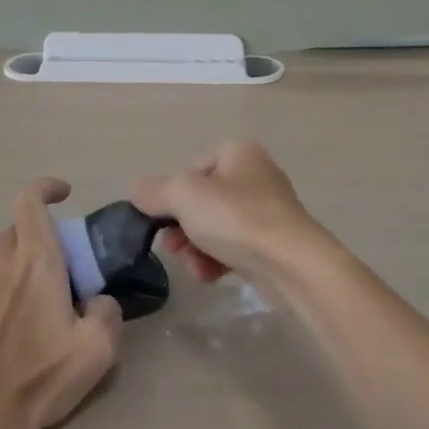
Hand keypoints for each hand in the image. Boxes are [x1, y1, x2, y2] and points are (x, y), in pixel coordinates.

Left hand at [0, 178, 123, 428]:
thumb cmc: (38, 378)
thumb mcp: (97, 349)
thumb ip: (108, 313)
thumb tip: (100, 301)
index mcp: (34, 260)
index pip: (30, 201)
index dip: (47, 188)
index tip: (66, 195)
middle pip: (14, 227)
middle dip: (37, 232)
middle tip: (59, 259)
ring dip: (11, 254)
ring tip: (29, 280)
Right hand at [130, 140, 333, 283]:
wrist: (292, 263)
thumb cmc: (236, 217)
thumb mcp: (183, 196)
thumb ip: (154, 191)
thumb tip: (136, 189)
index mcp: (238, 152)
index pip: (190, 171)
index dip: (171, 197)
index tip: (160, 221)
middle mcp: (255, 175)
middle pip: (201, 202)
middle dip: (182, 228)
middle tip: (173, 247)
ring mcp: (267, 210)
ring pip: (215, 228)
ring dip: (196, 249)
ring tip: (195, 267)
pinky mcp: (273, 243)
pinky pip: (234, 248)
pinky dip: (218, 261)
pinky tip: (211, 276)